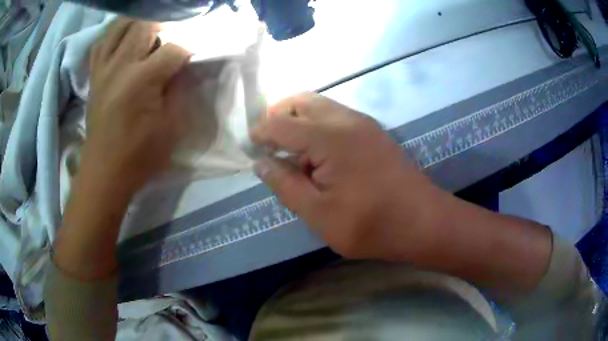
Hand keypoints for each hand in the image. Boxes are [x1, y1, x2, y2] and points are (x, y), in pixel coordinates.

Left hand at [83, 19, 189, 193]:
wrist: (104, 173)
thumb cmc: (139, 155)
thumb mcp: (171, 128)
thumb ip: (181, 91)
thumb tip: (185, 67)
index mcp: (142, 80)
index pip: (173, 47)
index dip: (188, 49)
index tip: (192, 58)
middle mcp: (120, 66)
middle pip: (145, 25)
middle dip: (164, 27)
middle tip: (171, 41)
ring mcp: (103, 69)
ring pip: (120, 27)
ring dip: (138, 25)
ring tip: (149, 35)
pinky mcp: (94, 76)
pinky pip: (102, 43)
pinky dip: (114, 36)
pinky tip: (123, 42)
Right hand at [250, 93, 446, 260]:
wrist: (423, 221)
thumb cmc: (371, 224)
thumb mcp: (319, 213)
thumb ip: (285, 185)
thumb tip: (261, 163)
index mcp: (329, 137)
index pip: (281, 124)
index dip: (260, 132)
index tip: (250, 146)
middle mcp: (346, 119)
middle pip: (301, 101)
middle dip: (278, 115)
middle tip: (267, 142)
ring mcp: (363, 123)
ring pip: (320, 105)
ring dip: (298, 119)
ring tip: (290, 150)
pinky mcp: (374, 131)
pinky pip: (336, 116)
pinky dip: (317, 125)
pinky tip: (317, 153)